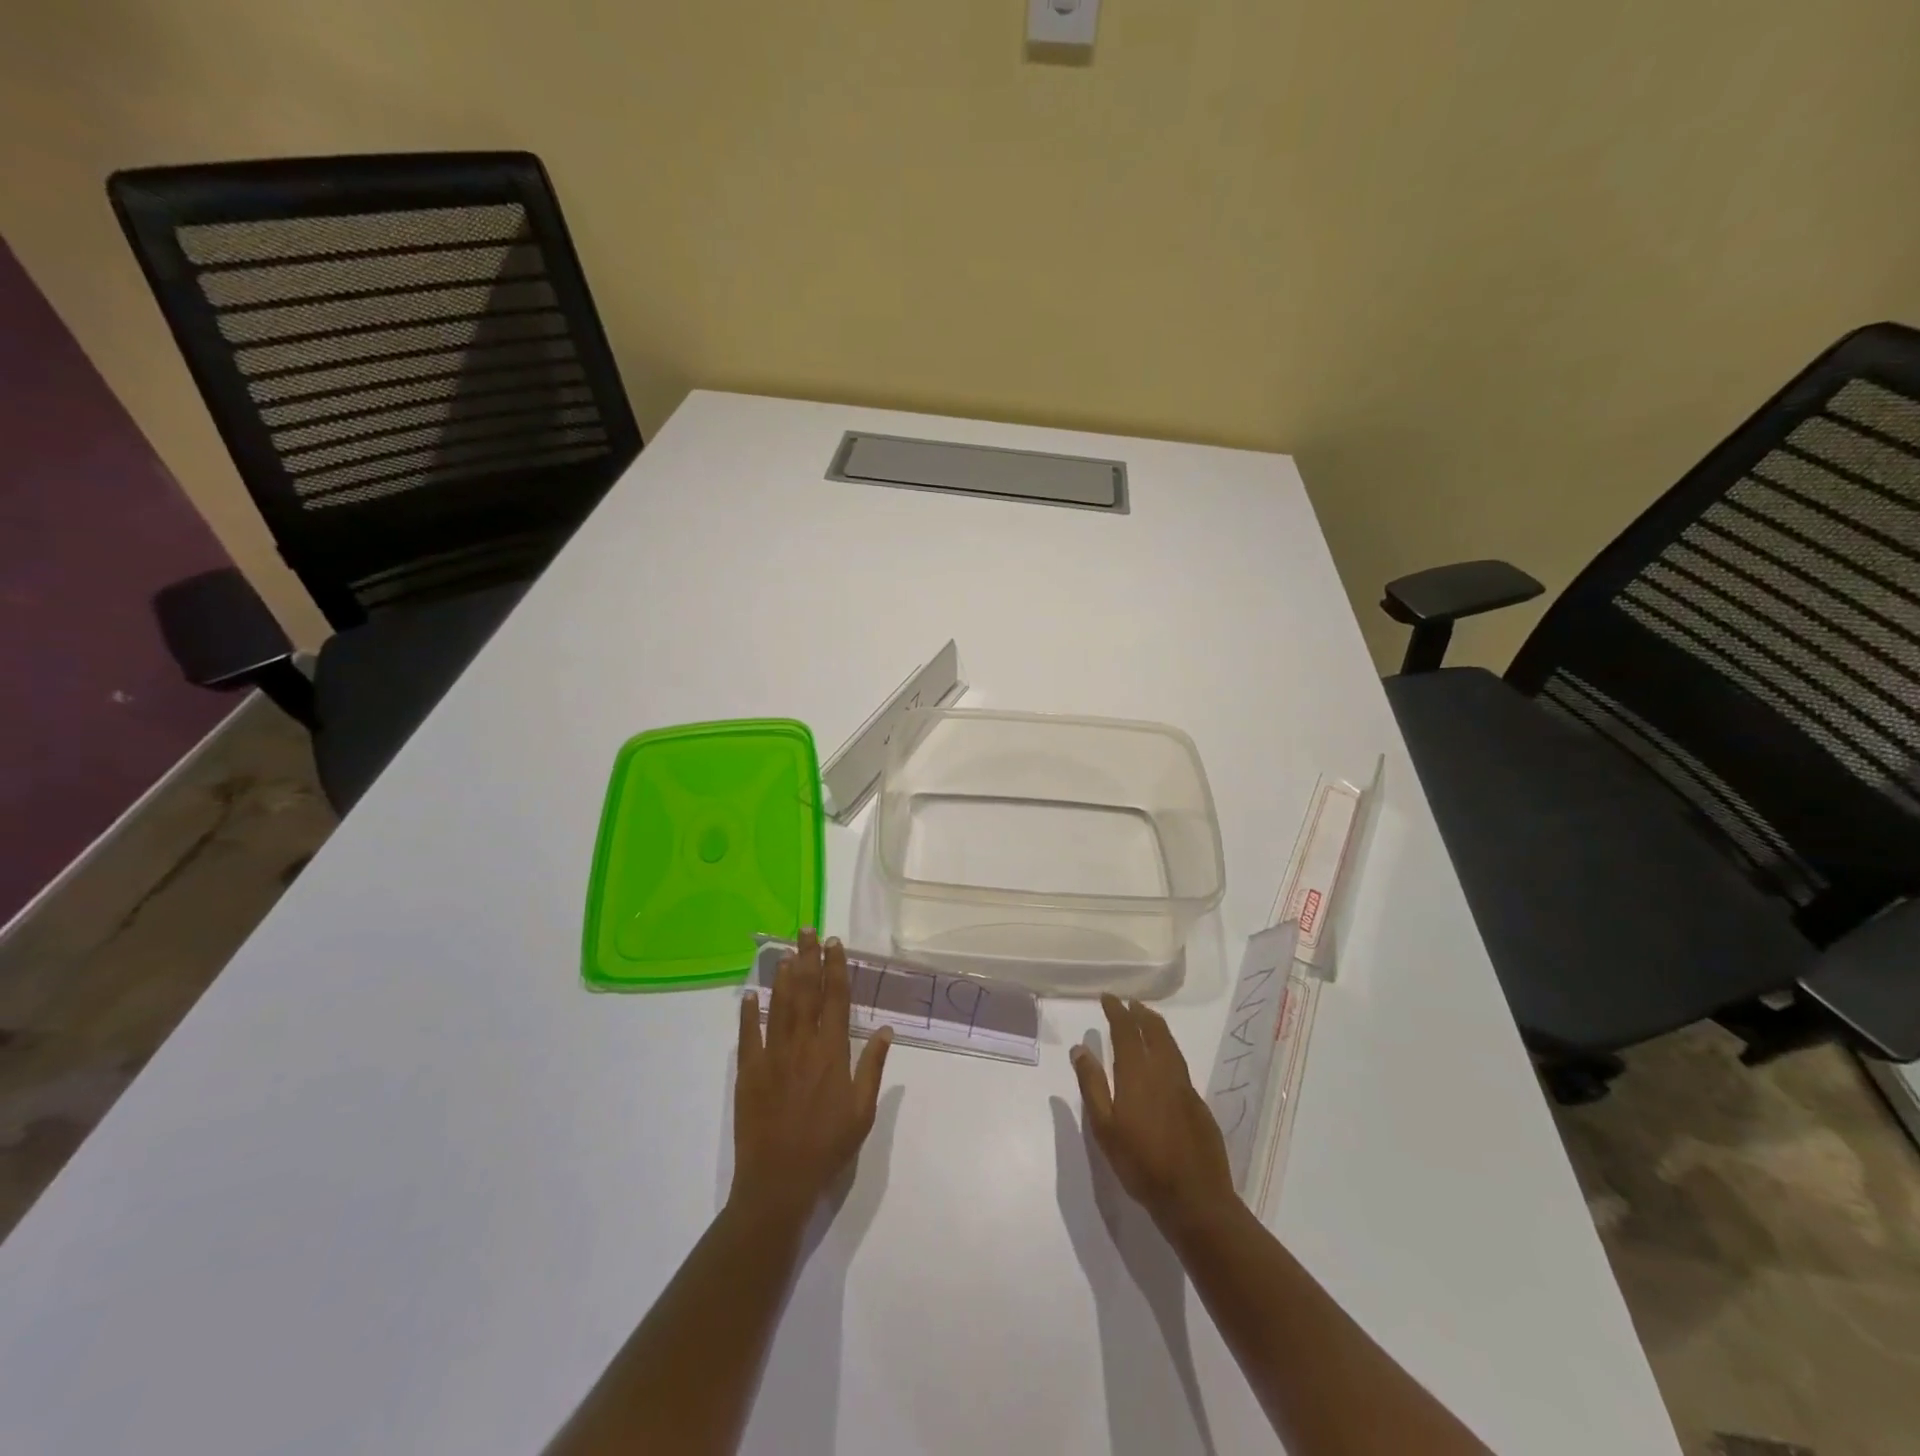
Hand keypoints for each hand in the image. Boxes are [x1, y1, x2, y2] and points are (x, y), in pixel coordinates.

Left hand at [732, 930, 892, 1230]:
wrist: (779, 1182)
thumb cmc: (828, 1147)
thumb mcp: (862, 1112)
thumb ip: (873, 1068)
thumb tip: (886, 1029)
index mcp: (832, 1052)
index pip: (836, 999)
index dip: (836, 968)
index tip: (835, 944)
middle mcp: (803, 1045)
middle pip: (806, 992)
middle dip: (808, 958)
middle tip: (807, 930)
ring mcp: (773, 1056)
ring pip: (780, 1006)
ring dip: (783, 976)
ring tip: (786, 951)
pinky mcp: (749, 1072)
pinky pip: (748, 1035)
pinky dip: (749, 1012)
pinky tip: (750, 993)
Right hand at [1070, 993, 1236, 1238]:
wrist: (1195, 1198)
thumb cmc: (1141, 1164)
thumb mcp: (1105, 1128)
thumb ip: (1092, 1085)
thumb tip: (1080, 1049)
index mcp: (1137, 1074)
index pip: (1126, 1030)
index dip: (1117, 1011)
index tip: (1108, 997)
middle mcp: (1164, 1072)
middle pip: (1154, 1031)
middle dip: (1140, 1013)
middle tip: (1129, 1003)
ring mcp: (1185, 1087)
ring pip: (1171, 1045)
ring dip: (1156, 1027)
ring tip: (1146, 1019)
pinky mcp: (1198, 1104)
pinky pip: (1179, 1063)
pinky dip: (1168, 1049)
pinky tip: (1163, 1060)